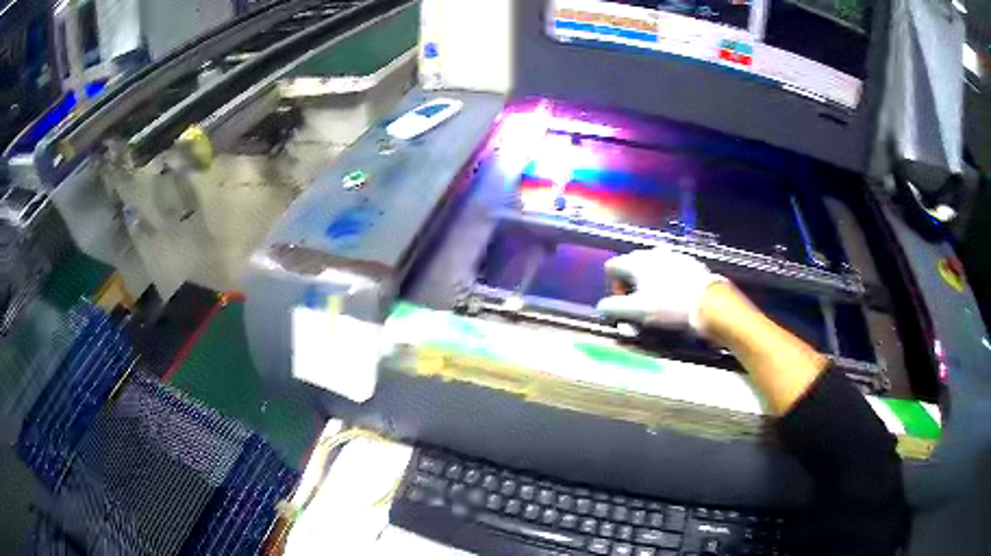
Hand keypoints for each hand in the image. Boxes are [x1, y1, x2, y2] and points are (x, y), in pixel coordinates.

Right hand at [596, 247, 725, 331]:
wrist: (708, 302)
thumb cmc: (668, 307)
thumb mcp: (636, 312)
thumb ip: (613, 308)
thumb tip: (602, 307)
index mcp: (636, 261)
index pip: (612, 267)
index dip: (614, 288)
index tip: (625, 306)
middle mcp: (652, 252)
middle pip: (632, 266)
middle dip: (632, 286)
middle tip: (641, 306)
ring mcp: (673, 255)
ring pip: (653, 268)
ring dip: (651, 283)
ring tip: (660, 302)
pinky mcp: (690, 262)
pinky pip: (671, 270)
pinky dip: (669, 281)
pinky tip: (677, 297)